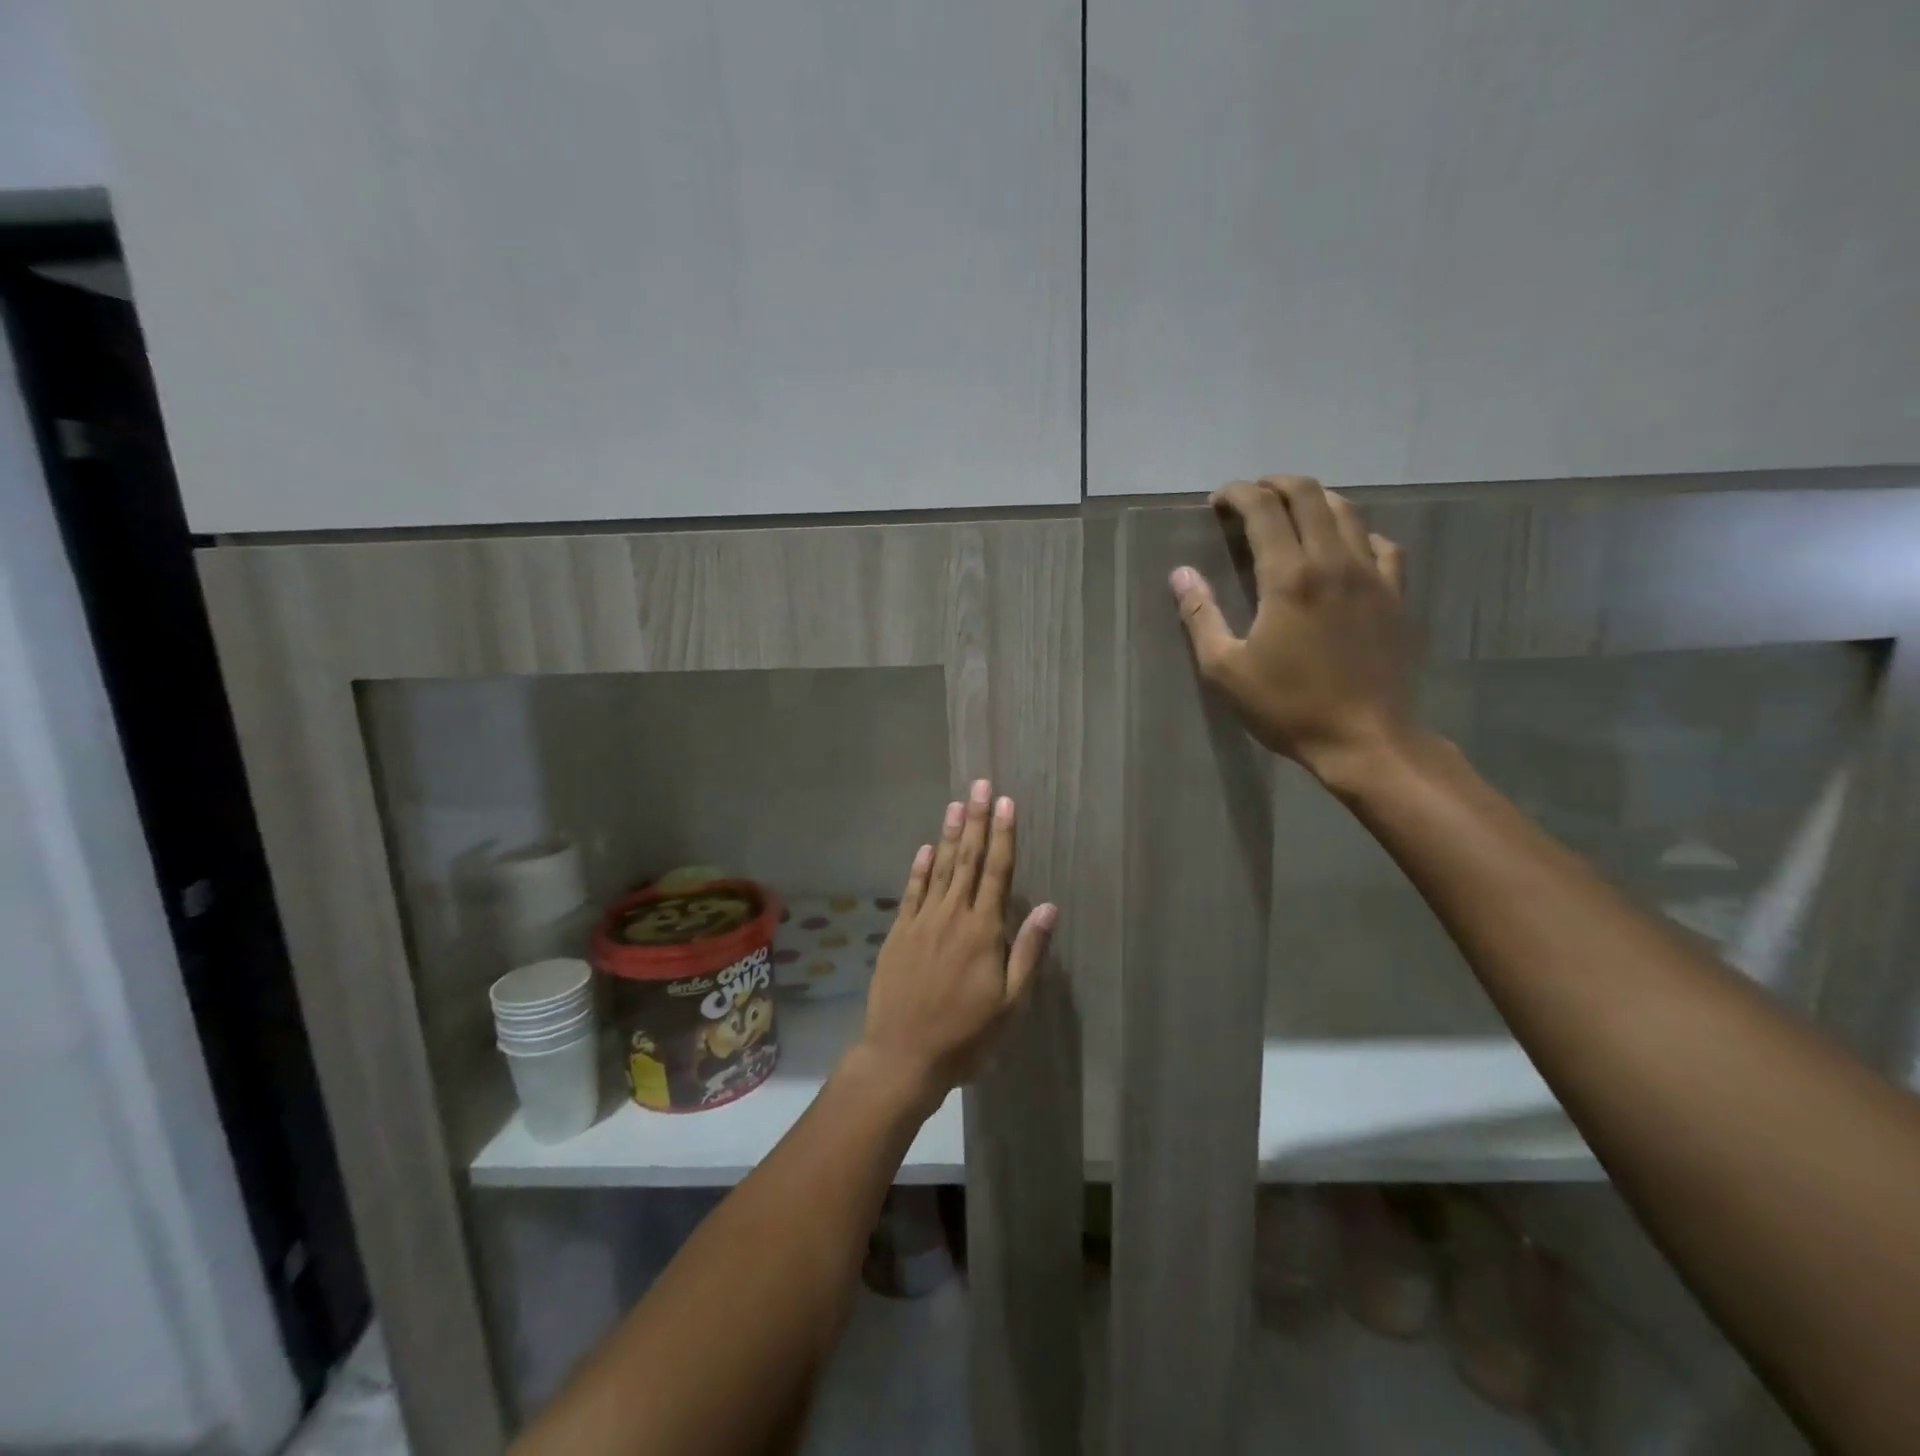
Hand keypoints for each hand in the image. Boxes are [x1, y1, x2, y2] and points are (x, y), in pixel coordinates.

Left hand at [857, 779, 1057, 1109]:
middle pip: (968, 860)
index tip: (1006, 803)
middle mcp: (953, 916)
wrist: (903, 1056)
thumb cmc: (966, 1036)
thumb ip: (1028, 952)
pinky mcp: (899, 933)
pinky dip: (920, 868)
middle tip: (980, 785)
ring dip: (949, 834)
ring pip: (940, 869)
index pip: (997, 872)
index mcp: (984, 931)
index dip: (1003, 835)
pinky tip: (925, 847)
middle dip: (977, 820)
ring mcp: (922, 922)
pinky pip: (912, 892)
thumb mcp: (1011, 1004)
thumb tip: (1047, 907)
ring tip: (957, 803)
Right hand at [1169, 475, 1414, 785]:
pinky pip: (1381, 545)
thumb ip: (1200, 616)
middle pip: (1309, 496)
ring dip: (1315, 500)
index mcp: (1288, 577)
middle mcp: (1333, 562)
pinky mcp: (1396, 595)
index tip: (1218, 500)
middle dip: (1275, 485)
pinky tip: (1345, 548)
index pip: (1263, 510)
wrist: (1365, 739)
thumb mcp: (1225, 669)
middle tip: (1251, 497)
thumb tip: (1181, 575)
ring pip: (1347, 512)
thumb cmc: (1287, 706)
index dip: (1237, 494)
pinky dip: (1356, 533)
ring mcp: (1372, 575)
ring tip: (1292, 511)